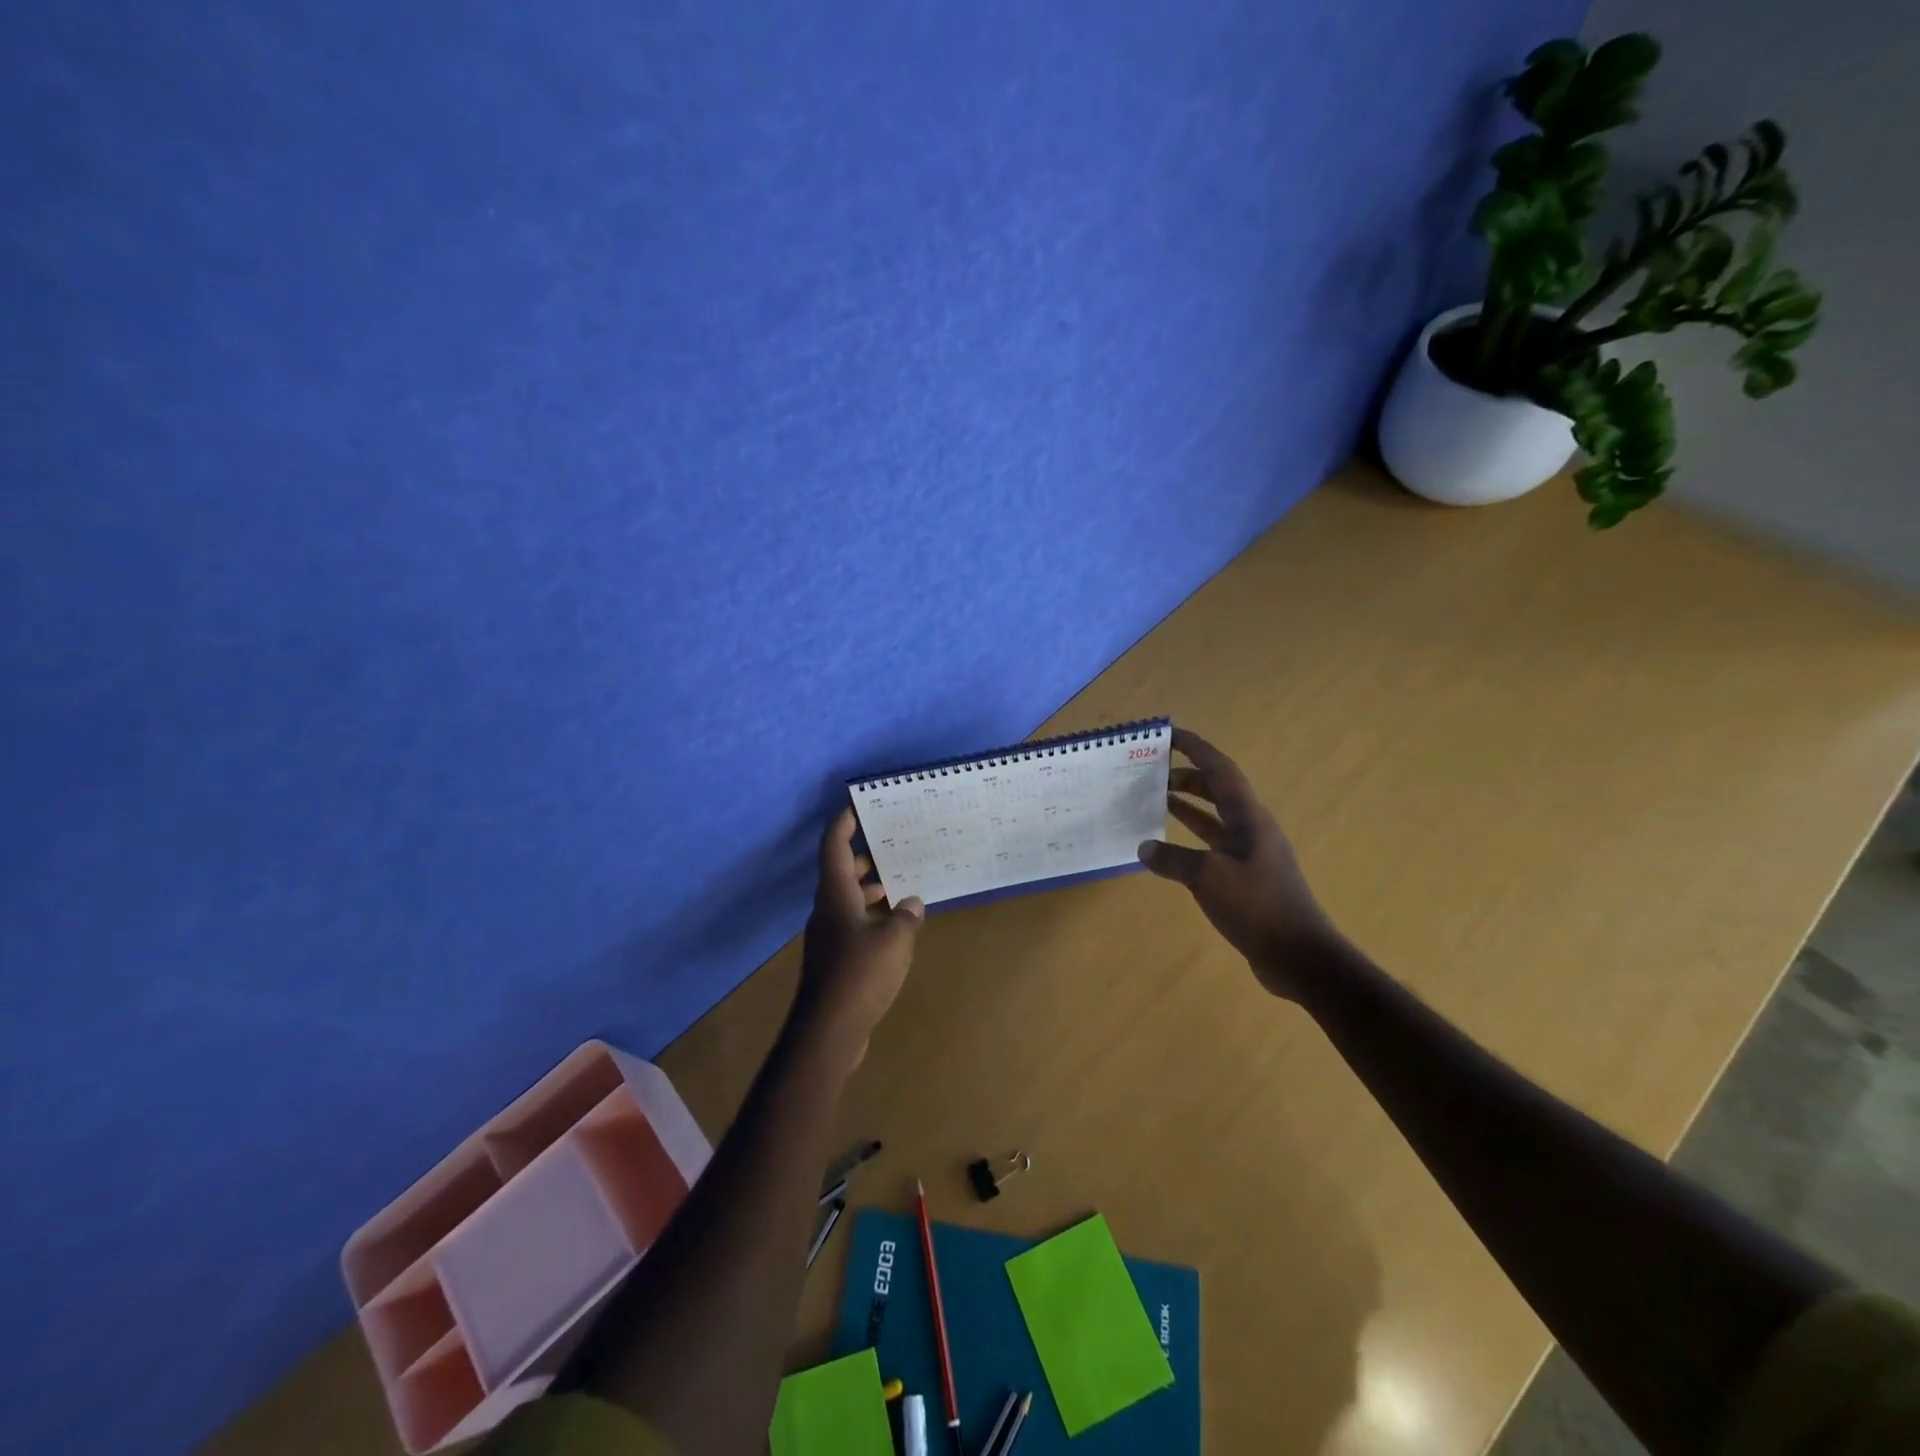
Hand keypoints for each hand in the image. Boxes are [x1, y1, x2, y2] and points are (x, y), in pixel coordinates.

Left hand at [793, 807, 924, 1064]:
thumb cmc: (860, 975)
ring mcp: (829, 937)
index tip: (856, 806)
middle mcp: (828, 910)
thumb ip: (906, 916)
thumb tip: (911, 903)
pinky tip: (896, 926)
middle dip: (865, 857)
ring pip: (848, 900)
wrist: (828, 1031)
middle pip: (842, 872)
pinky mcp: (835, 961)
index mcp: (835, 895)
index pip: (834, 847)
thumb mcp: (894, 940)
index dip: (843, 823)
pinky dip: (872, 916)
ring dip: (871, 889)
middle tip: (893, 844)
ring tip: (902, 883)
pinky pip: (854, 924)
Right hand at [1137, 728, 1343, 999]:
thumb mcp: (1209, 878)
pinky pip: (1213, 846)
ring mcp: (1250, 854)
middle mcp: (1252, 829)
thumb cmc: (1258, 907)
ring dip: (1188, 806)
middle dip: (1187, 776)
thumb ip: (1173, 859)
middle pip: (1218, 790)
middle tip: (1152, 773)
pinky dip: (1190, 839)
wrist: (1300, 956)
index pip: (1220, 770)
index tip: (1169, 734)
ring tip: (1156, 800)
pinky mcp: (1246, 878)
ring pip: (1215, 818)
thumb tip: (1145, 848)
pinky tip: (1169, 849)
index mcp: (1249, 818)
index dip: (1195, 748)